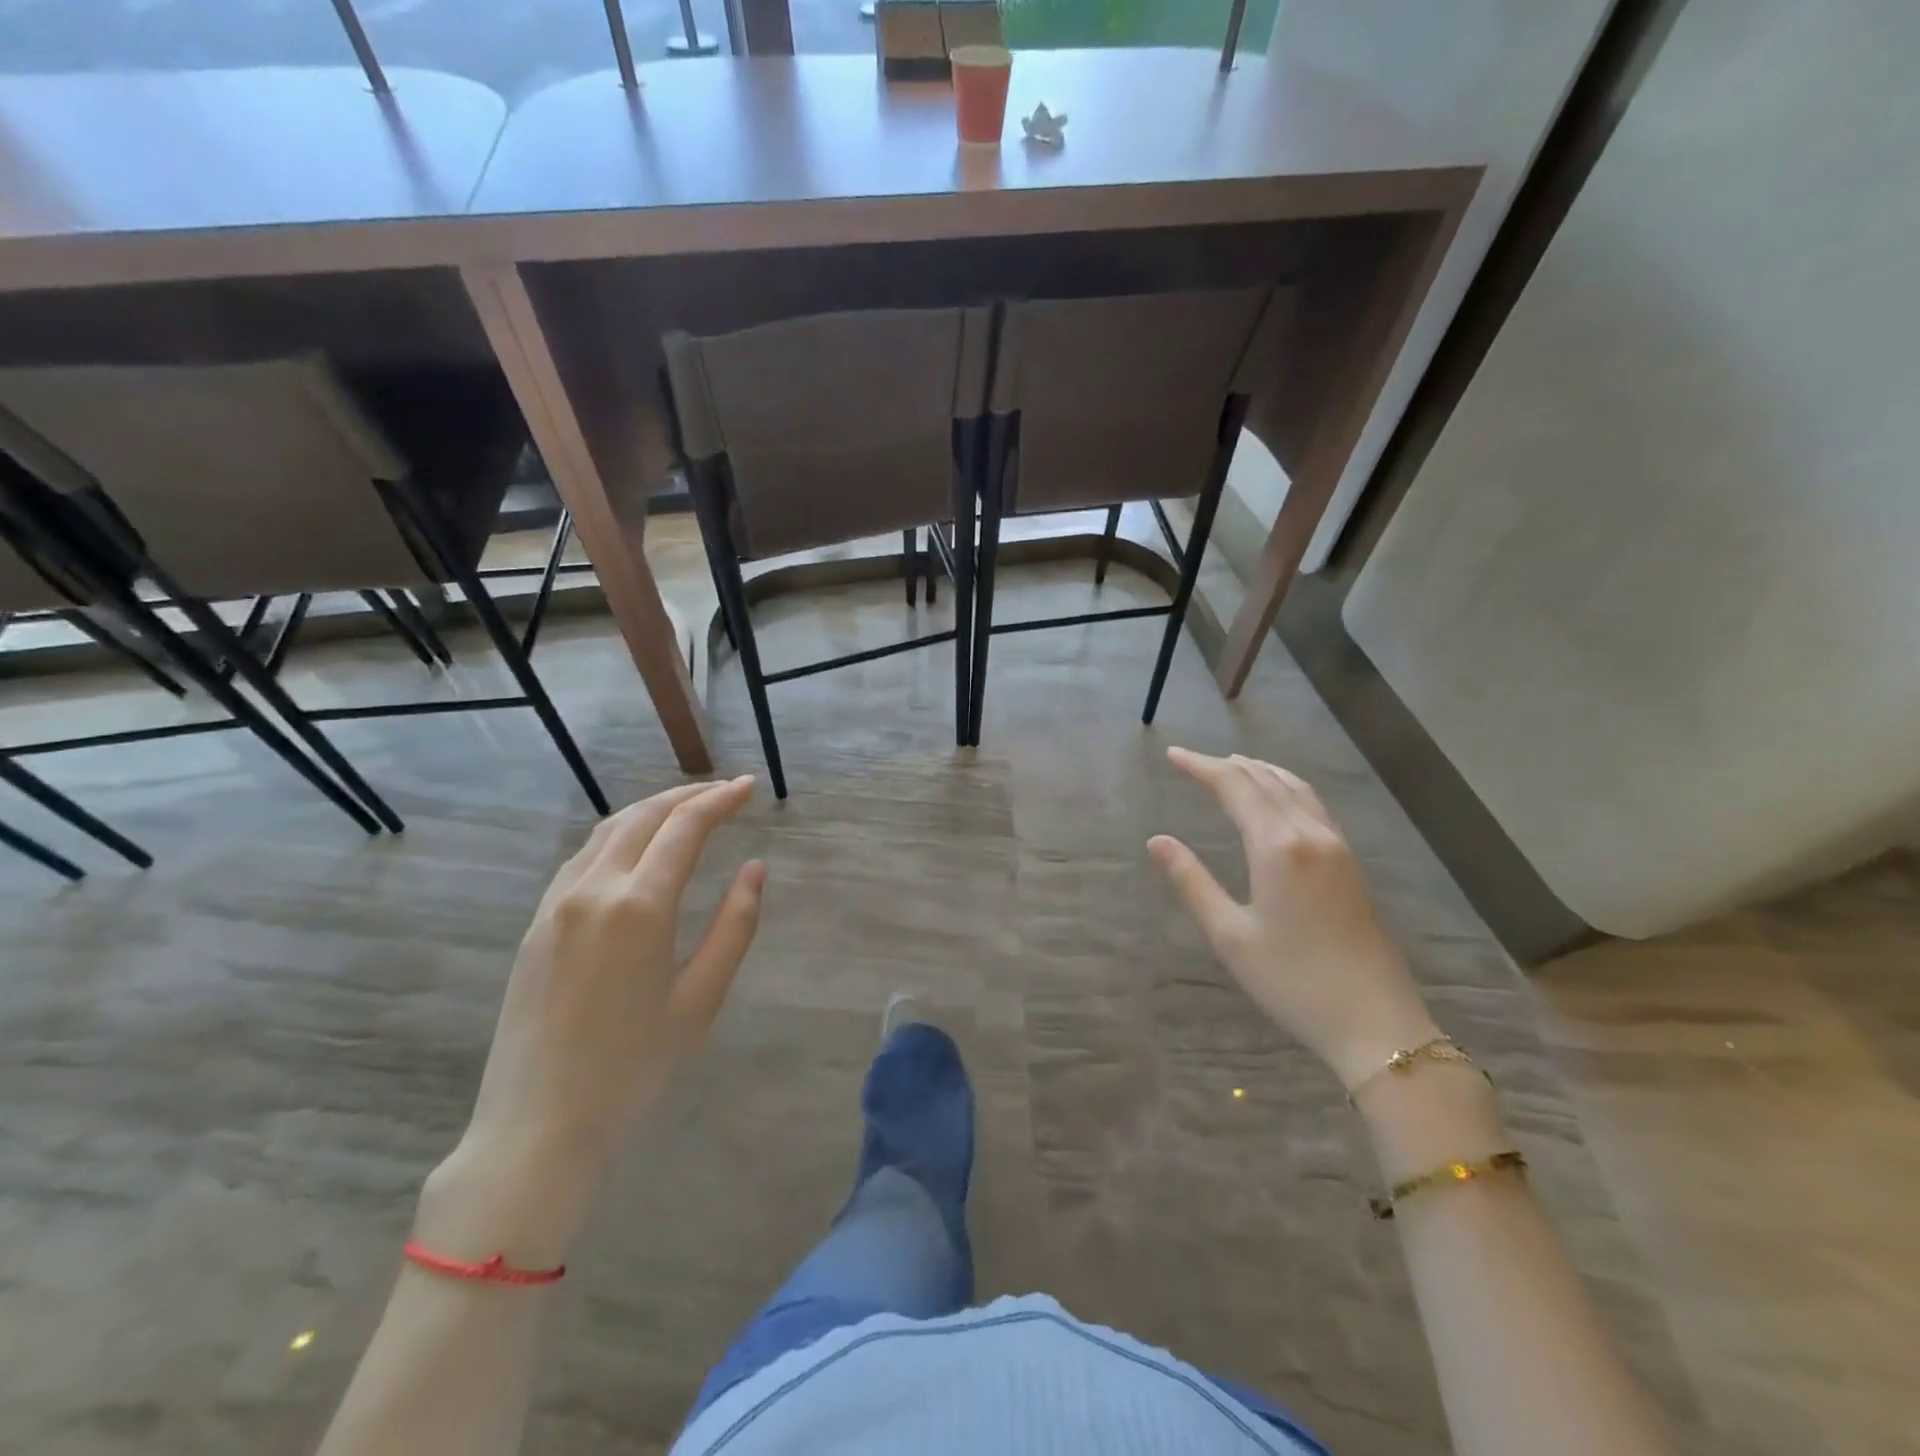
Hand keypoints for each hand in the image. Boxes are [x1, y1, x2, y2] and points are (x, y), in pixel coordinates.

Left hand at [422, 778, 763, 1261]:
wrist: (538, 1124)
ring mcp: (557, 904)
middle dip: (687, 795)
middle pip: (644, 817)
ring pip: (608, 831)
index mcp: (639, 906)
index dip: (720, 800)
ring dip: (651, 810)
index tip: (748, 786)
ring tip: (686, 810)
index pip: (685, 828)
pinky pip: (583, 858)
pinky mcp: (537, 924)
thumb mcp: (701, 998)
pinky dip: (619, 836)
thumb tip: (755, 868)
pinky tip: (635, 850)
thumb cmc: (634, 1066)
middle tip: (724, 792)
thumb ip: (735, 925)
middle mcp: (593, 889)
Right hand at [1149, 748, 1437, 1091]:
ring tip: (1231, 766)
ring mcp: (1336, 846)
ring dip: (1259, 770)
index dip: (1201, 767)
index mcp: (1278, 846)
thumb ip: (1192, 882)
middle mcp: (1310, 834)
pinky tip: (1276, 798)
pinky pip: (1312, 804)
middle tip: (1191, 761)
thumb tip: (1157, 841)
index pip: (1235, 787)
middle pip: (1265, 779)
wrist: (1375, 1022)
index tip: (1172, 755)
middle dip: (1226, 765)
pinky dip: (1284, 787)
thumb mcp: (1230, 935)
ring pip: (1294, 788)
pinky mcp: (1349, 862)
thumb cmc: (1293, 981)